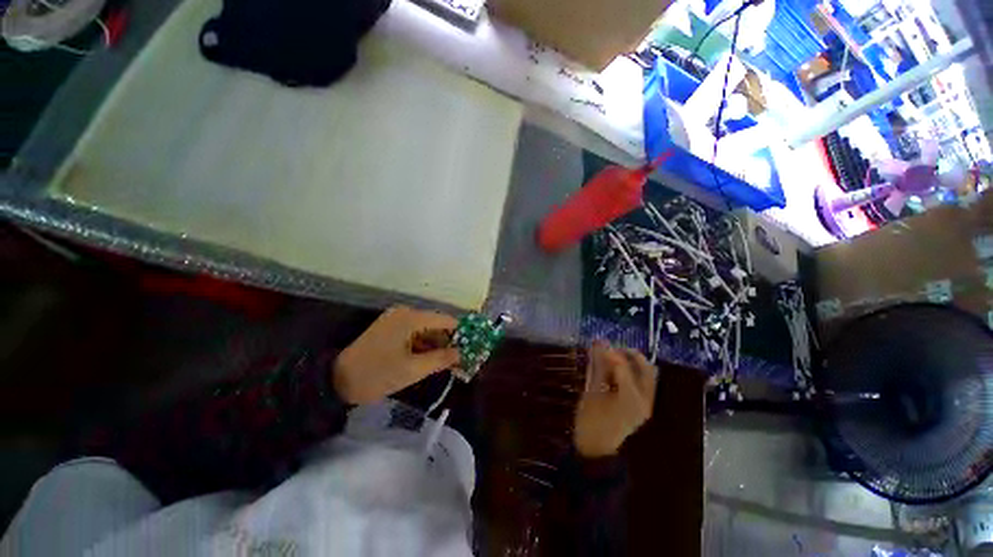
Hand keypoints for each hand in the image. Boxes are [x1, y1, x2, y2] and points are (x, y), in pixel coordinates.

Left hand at [333, 306, 461, 404]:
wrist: (335, 381)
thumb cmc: (377, 374)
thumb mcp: (413, 370)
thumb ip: (441, 359)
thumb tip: (462, 354)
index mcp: (411, 318)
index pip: (446, 321)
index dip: (461, 334)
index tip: (471, 349)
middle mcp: (405, 313)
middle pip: (436, 324)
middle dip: (448, 341)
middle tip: (460, 360)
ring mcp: (396, 320)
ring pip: (425, 330)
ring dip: (436, 345)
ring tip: (447, 363)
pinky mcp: (389, 329)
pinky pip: (414, 333)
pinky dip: (423, 345)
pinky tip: (429, 360)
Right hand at [573, 341, 656, 457]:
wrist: (597, 449)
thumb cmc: (590, 420)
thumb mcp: (591, 392)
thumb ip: (597, 367)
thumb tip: (598, 344)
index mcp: (630, 397)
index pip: (623, 365)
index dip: (610, 352)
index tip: (598, 343)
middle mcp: (644, 399)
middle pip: (645, 367)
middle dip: (629, 354)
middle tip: (611, 350)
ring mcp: (647, 404)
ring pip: (648, 375)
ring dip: (633, 363)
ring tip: (613, 359)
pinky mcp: (644, 407)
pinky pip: (644, 383)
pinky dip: (633, 373)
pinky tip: (616, 372)